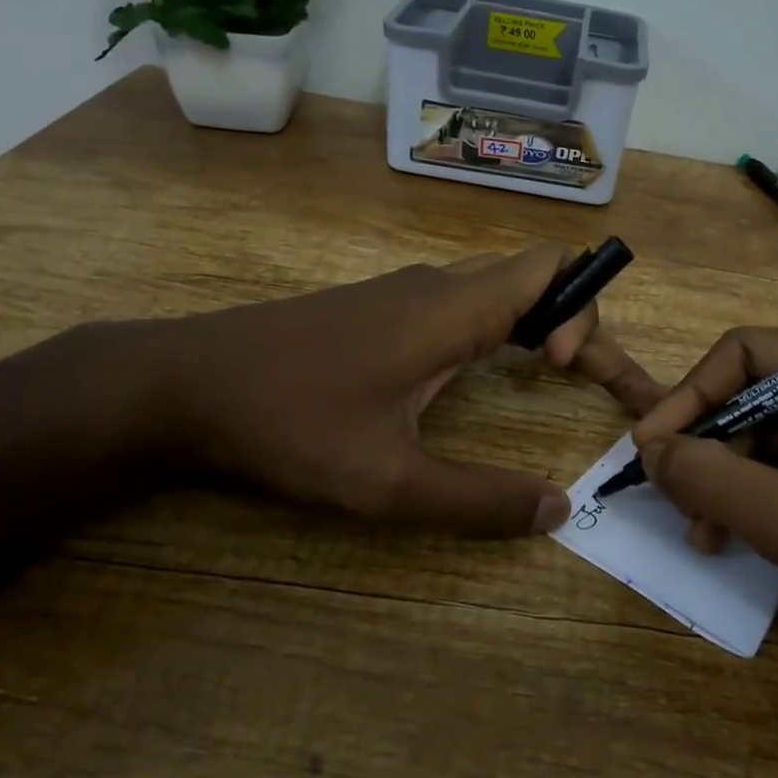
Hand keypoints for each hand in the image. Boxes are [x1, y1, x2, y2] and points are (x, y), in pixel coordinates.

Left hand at [110, 245, 662, 536]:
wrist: (181, 384)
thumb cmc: (286, 425)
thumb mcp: (386, 482)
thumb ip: (477, 500)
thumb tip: (558, 510)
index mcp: (450, 310)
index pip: (551, 267)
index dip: (585, 311)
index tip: (569, 372)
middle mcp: (435, 286)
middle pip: (535, 275)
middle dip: (580, 320)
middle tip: (596, 383)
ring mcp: (402, 292)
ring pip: (498, 285)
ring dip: (541, 322)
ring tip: (558, 374)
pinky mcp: (377, 309)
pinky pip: (463, 300)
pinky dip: (500, 325)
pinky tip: (483, 370)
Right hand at [631, 336, 777, 692]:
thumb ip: (713, 480)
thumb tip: (648, 451)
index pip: (749, 352)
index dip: (690, 396)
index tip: (648, 449)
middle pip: (761, 394)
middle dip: (712, 447)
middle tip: (674, 499)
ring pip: (777, 437)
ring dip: (733, 480)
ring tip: (704, 534)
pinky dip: (765, 502)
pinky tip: (740, 541)